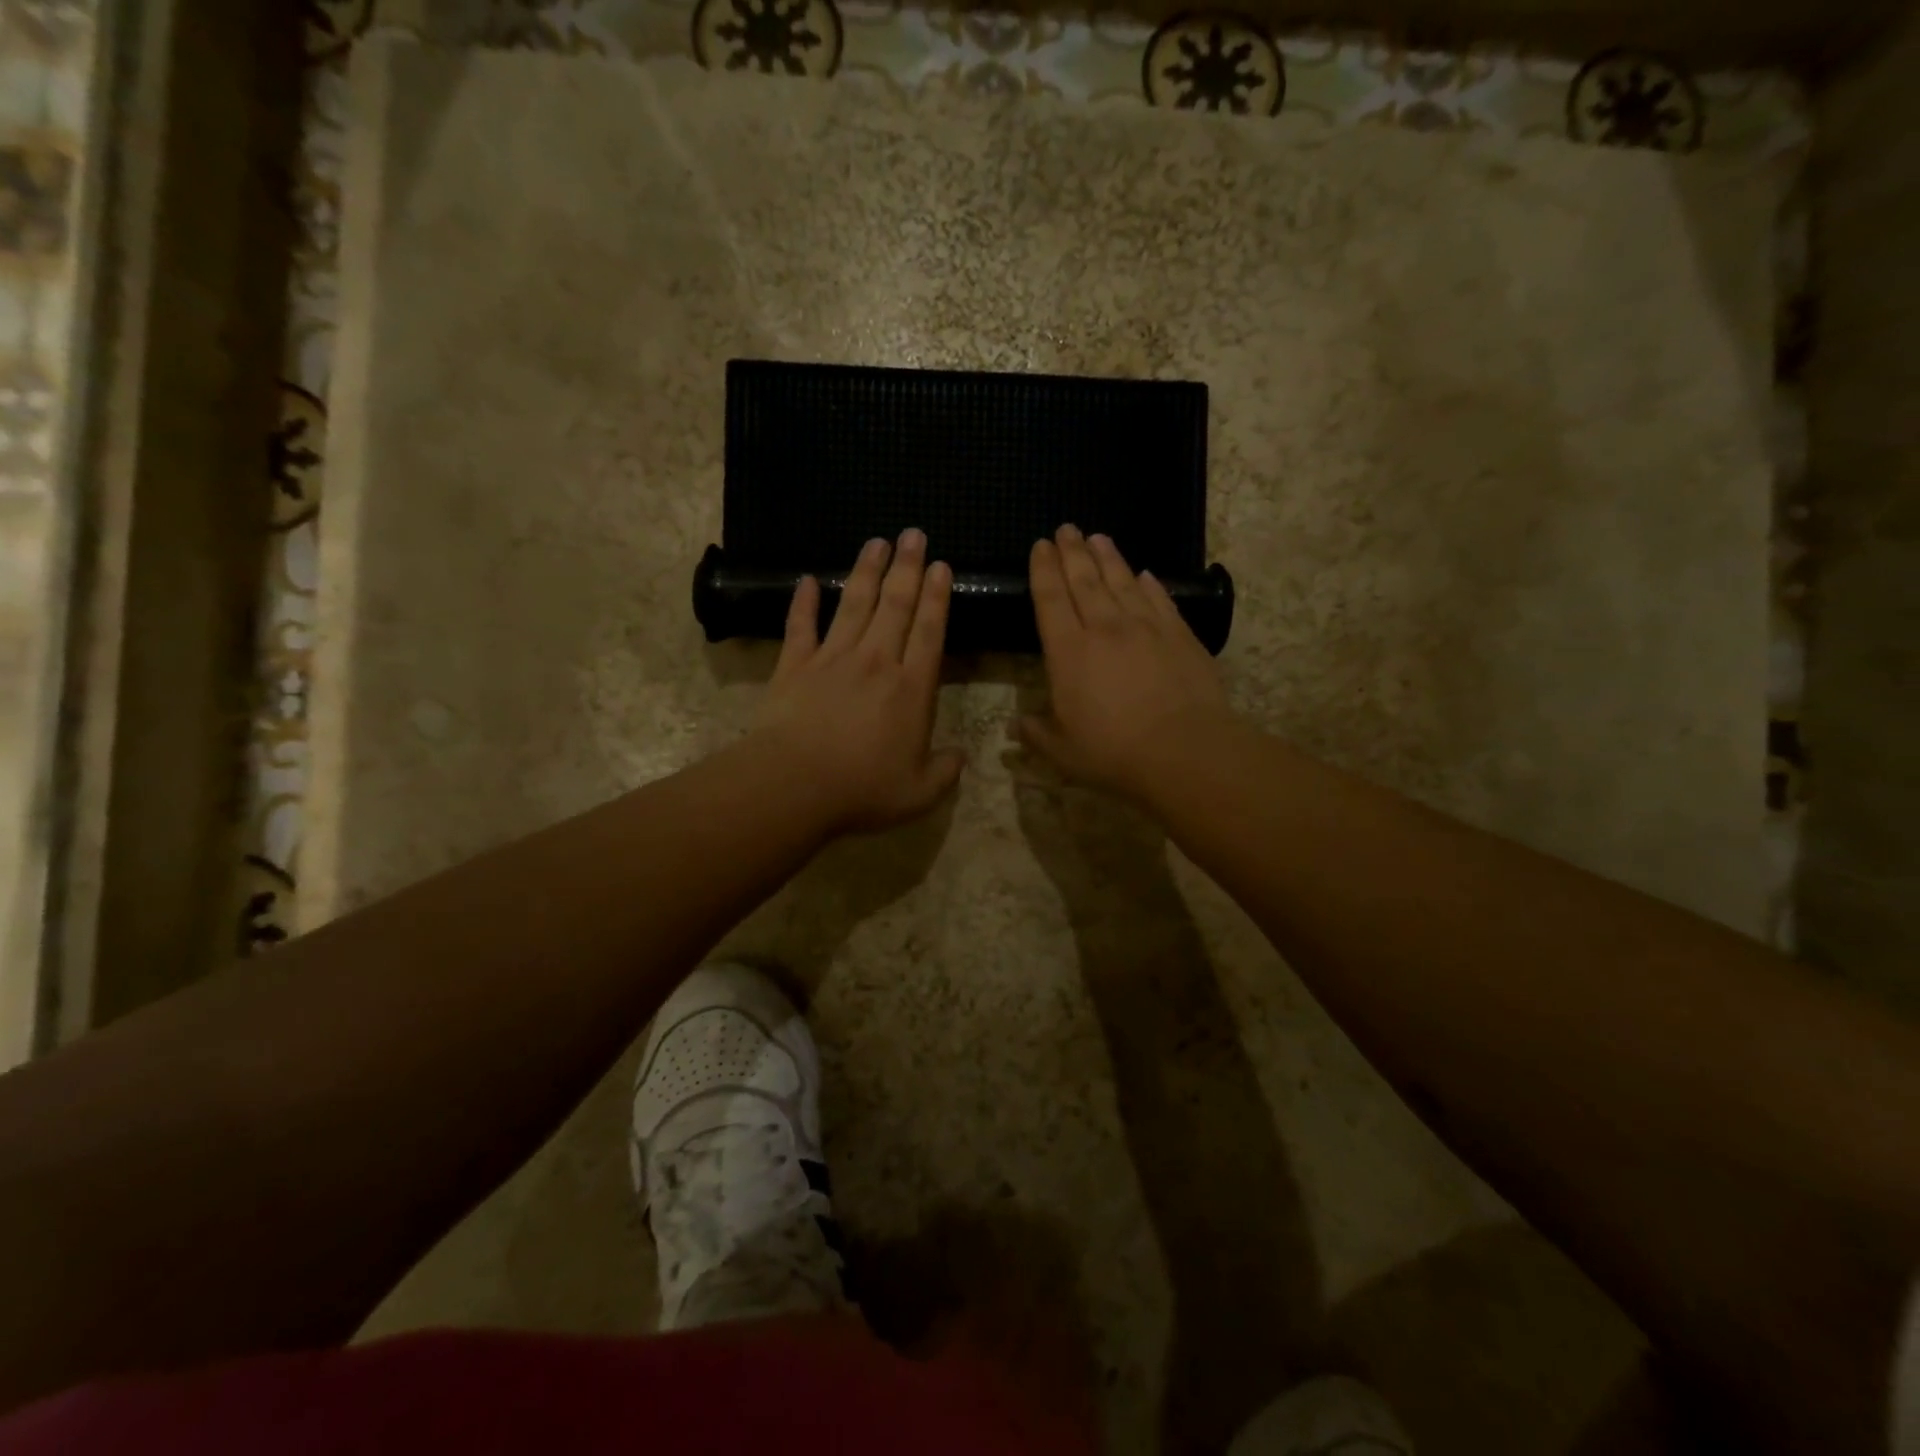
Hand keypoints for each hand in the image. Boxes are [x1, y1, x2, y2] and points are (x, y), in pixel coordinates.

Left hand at [752, 529, 963, 833]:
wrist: (794, 784)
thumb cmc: (862, 789)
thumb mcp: (920, 792)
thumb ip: (945, 771)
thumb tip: (961, 756)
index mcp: (911, 688)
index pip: (930, 631)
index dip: (937, 597)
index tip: (941, 566)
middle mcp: (876, 662)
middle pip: (896, 605)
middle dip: (907, 567)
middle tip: (913, 534)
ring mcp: (832, 659)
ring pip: (854, 604)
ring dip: (866, 571)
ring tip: (876, 542)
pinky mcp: (795, 665)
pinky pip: (801, 625)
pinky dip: (804, 601)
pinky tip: (807, 579)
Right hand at [1016, 525, 1235, 797]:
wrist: (1184, 751)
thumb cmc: (1114, 753)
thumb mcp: (1062, 751)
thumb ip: (1036, 734)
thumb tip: (1014, 726)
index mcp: (1069, 652)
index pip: (1050, 600)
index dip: (1043, 570)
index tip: (1040, 546)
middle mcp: (1105, 629)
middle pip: (1085, 580)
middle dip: (1072, 552)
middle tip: (1066, 528)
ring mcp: (1146, 628)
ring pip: (1122, 582)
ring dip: (1108, 558)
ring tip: (1098, 537)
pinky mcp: (1180, 635)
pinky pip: (1160, 600)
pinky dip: (1150, 584)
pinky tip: (1145, 574)